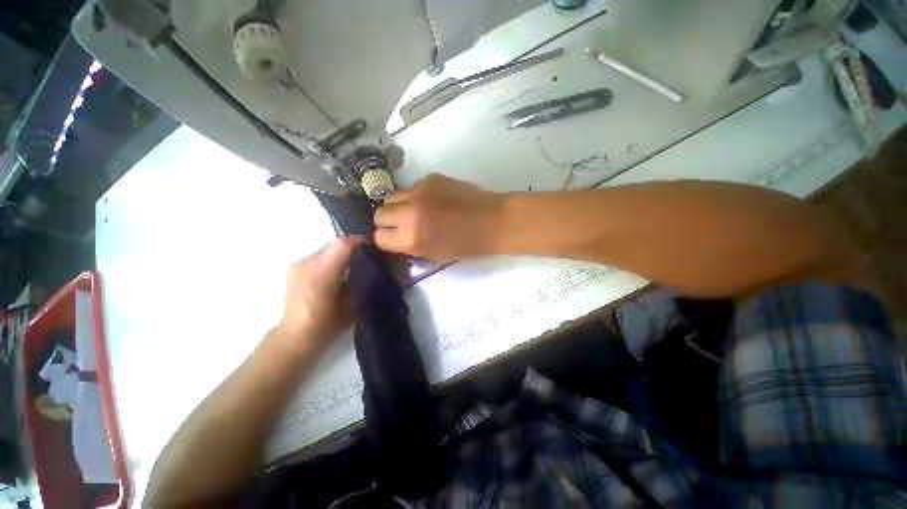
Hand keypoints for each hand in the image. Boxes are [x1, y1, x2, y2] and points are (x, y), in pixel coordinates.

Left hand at [272, 236, 363, 356]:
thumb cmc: (327, 325)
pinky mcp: (293, 268)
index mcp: (322, 274)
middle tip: (364, 260)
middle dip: (351, 249)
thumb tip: (372, 266)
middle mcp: (307, 264)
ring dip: (340, 256)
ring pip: (326, 250)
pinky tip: (333, 276)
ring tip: (349, 270)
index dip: (359, 242)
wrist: (294, 338)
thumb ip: (361, 281)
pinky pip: (317, 257)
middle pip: (334, 245)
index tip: (372, 247)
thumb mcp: (352, 305)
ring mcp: (298, 265)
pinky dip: (329, 261)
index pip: (341, 244)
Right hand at [374, 174, 504, 260]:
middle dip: (388, 221)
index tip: (395, 239)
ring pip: (392, 196)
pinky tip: (434, 200)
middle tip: (402, 224)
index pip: (379, 237)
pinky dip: (417, 196)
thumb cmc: (468, 245)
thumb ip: (410, 246)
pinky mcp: (430, 177)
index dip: (387, 240)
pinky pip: (412, 187)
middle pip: (379, 213)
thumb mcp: (435, 254)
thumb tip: (396, 238)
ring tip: (417, 211)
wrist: (493, 221)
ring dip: (399, 206)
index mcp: (412, 238)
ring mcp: (419, 191)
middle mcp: (409, 212)